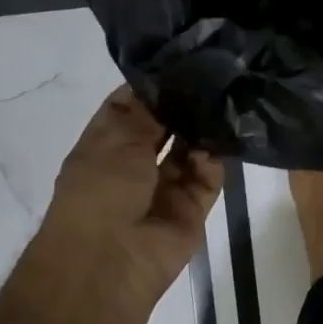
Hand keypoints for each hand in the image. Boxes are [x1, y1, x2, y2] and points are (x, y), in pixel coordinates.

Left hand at [34, 86, 222, 320]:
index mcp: (106, 146)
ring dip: (201, 130)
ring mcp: (164, 187)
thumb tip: (168, 84)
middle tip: (213, 75)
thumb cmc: (100, 191)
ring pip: (190, 150)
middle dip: (183, 106)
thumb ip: (148, 112)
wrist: (108, 263)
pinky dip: (212, 159)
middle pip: (164, 127)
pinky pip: (207, 177)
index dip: (151, 85)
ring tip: (222, 101)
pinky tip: (216, 142)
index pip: (130, 106)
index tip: (180, 60)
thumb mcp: (118, 140)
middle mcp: (134, 164)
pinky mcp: (191, 208)